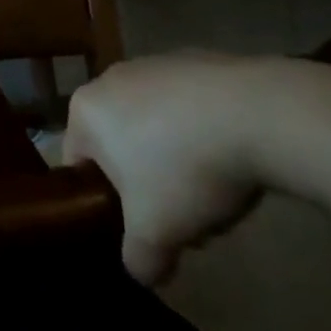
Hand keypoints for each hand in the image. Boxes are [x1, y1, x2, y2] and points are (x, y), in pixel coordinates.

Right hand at [63, 54, 270, 285]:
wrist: (252, 114)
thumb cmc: (183, 169)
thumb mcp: (155, 235)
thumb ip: (138, 260)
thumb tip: (142, 269)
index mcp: (85, 110)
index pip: (78, 164)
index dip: (105, 205)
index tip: (139, 230)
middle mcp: (109, 78)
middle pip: (117, 146)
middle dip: (145, 184)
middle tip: (180, 218)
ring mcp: (151, 64)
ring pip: (152, 126)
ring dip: (173, 160)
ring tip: (213, 191)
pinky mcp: (190, 61)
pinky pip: (185, 108)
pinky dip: (200, 133)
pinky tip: (231, 157)